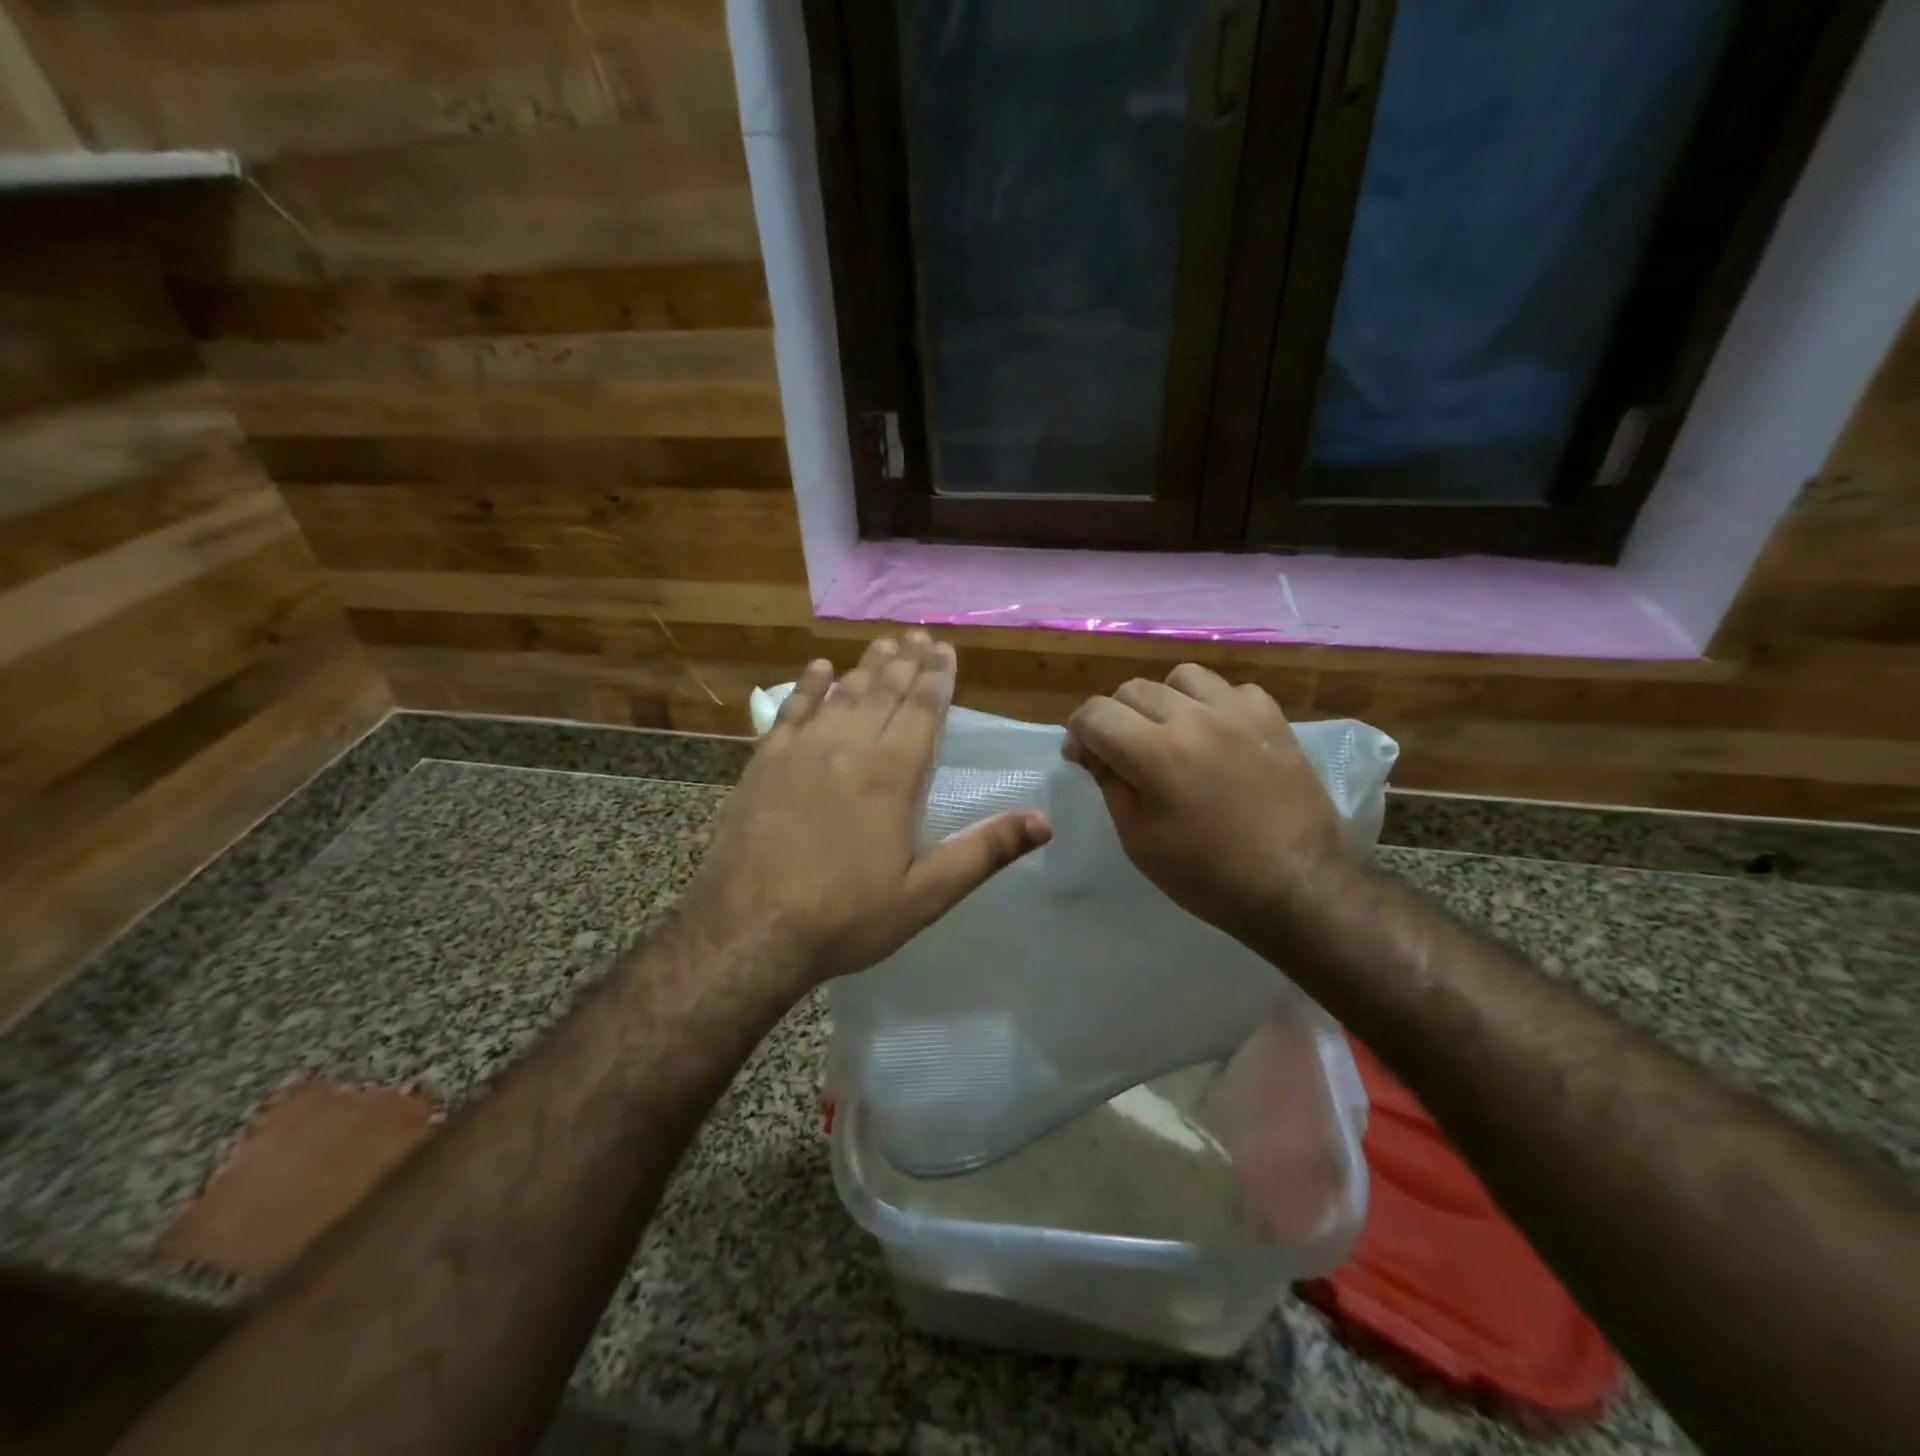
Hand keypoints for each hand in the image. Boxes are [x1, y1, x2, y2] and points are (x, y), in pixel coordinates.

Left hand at [682, 633, 1050, 993]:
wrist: (747, 931)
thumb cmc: (844, 917)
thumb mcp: (925, 895)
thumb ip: (983, 852)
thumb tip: (1043, 822)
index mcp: (890, 776)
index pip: (921, 711)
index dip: (936, 677)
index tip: (944, 648)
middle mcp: (847, 749)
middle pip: (882, 693)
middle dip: (905, 662)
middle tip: (918, 634)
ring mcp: (800, 752)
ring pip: (840, 695)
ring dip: (865, 667)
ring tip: (884, 645)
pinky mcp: (762, 764)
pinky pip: (790, 712)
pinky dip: (807, 687)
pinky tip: (818, 668)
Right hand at [1063, 664, 1352, 938]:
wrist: (1297, 886)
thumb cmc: (1208, 876)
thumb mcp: (1139, 841)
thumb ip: (1110, 784)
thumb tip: (1092, 751)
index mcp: (1156, 753)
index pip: (1095, 714)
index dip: (1078, 732)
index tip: (1082, 757)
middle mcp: (1195, 719)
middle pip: (1132, 689)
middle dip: (1114, 717)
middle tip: (1121, 751)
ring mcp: (1239, 713)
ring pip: (1181, 677)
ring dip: (1162, 700)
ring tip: (1169, 732)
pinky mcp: (1273, 719)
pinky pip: (1230, 689)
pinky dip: (1212, 704)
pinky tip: (1216, 734)